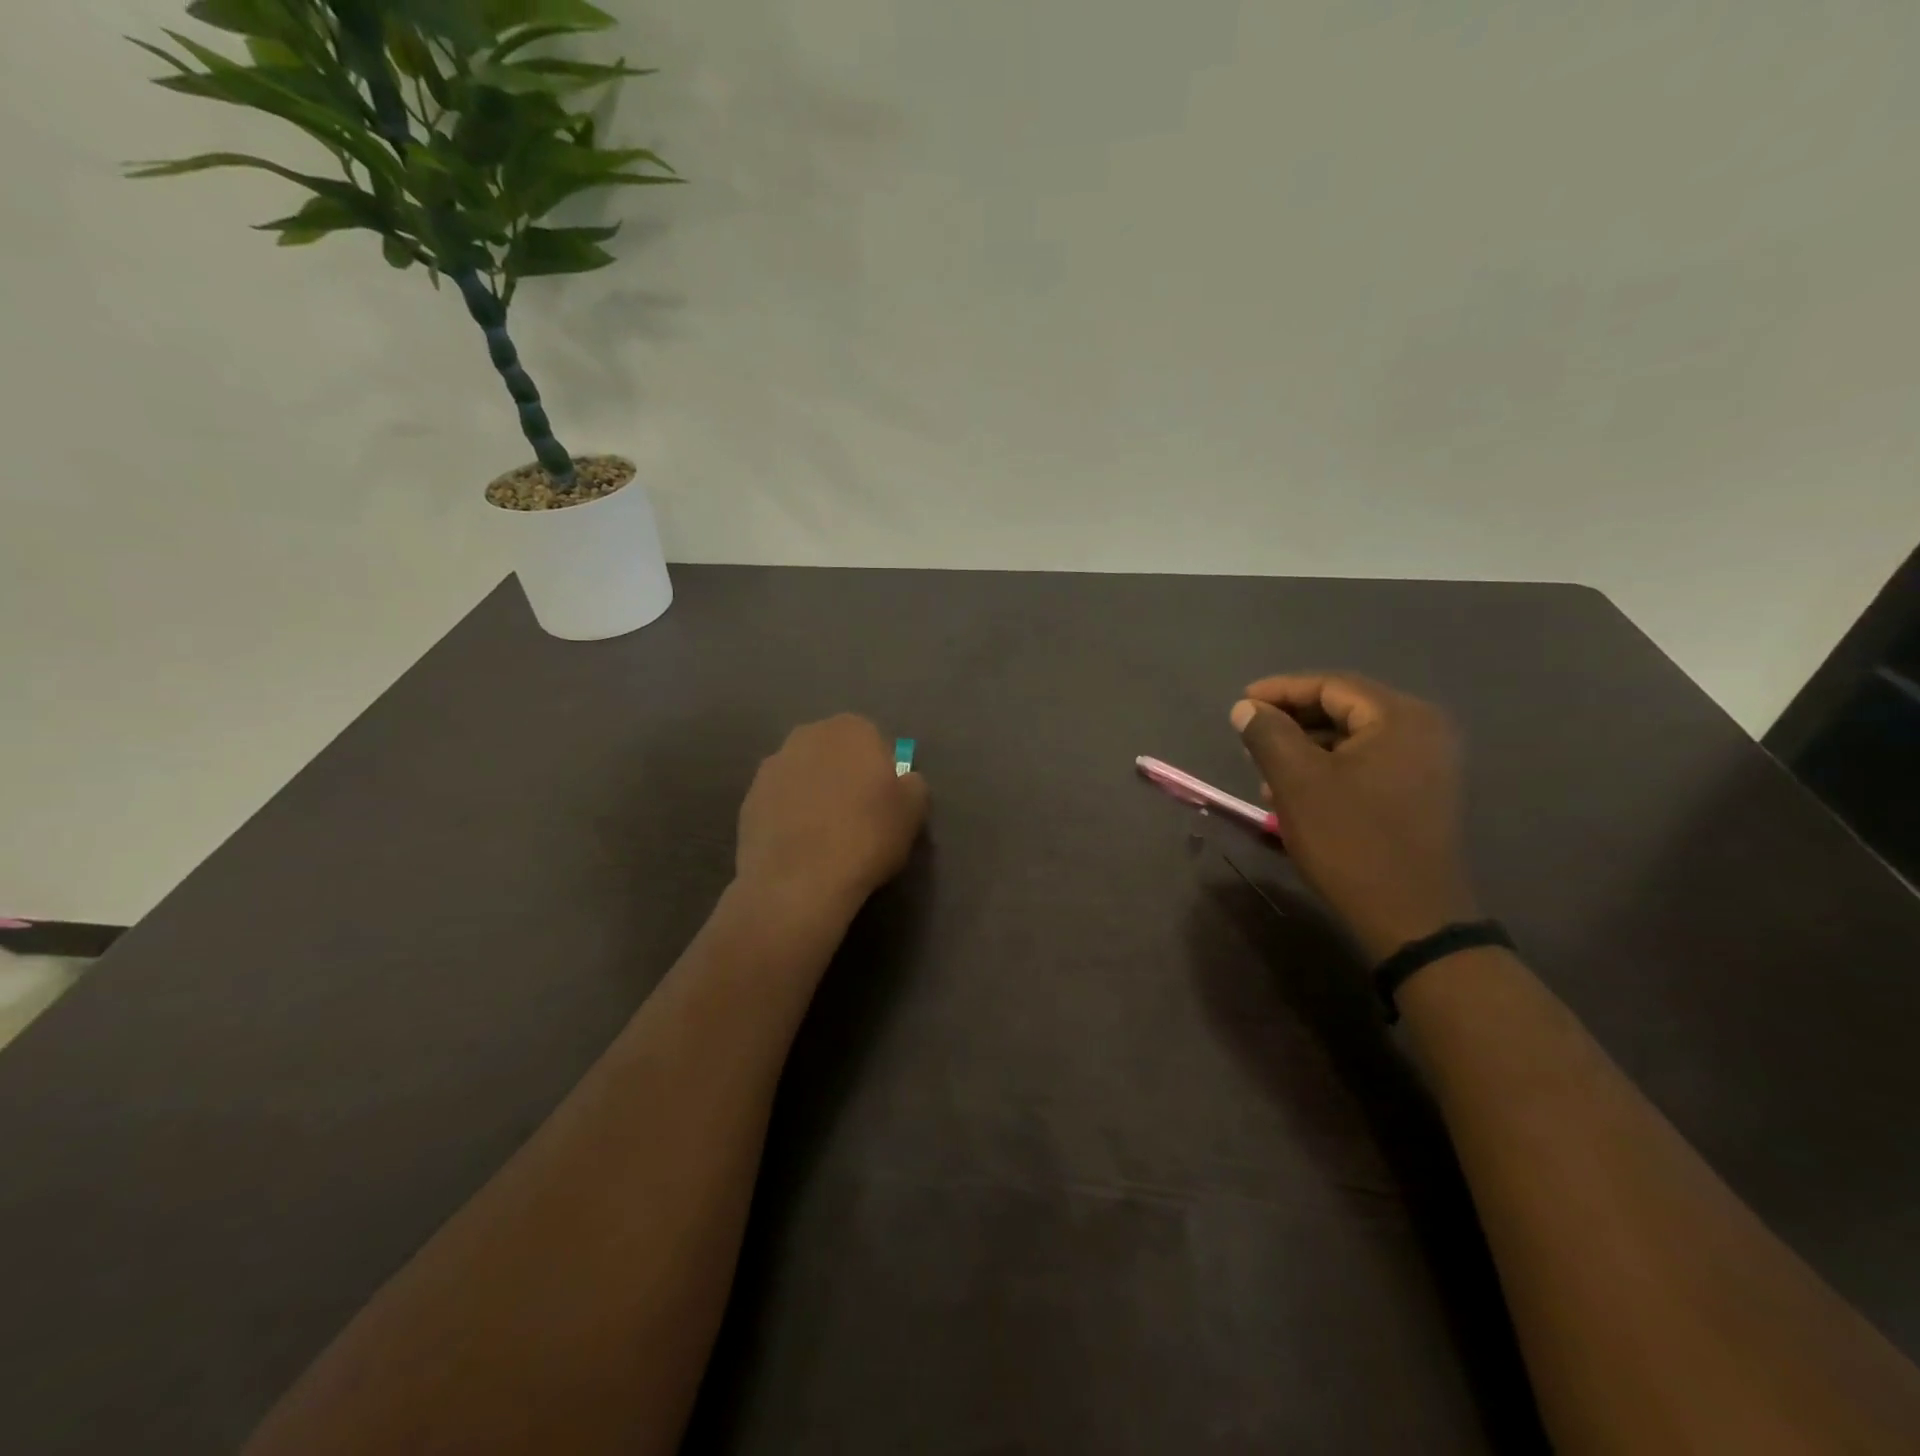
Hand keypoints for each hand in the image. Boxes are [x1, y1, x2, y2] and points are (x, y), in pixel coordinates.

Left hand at [736, 715, 928, 912]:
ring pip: (804, 776)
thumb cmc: (867, 836)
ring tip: (826, 836)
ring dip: (814, 794)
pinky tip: (801, 847)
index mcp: (851, 729)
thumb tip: (902, 781)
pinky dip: (790, 816)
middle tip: (857, 816)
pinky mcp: (749, 798)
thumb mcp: (914, 810)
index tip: (885, 804)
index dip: (882, 773)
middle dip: (845, 777)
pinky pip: (780, 802)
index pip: (874, 742)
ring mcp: (772, 766)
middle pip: (835, 754)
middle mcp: (807, 735)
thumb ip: (912, 784)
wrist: (799, 881)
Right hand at [1231, 674, 1478, 962]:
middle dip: (1292, 720)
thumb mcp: (1297, 781)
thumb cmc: (1349, 839)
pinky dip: (1329, 767)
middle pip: (1345, 708)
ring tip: (1265, 769)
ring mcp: (1427, 763)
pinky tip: (1297, 791)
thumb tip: (1246, 708)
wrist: (1409, 915)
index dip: (1280, 691)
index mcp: (1400, 717)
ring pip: (1353, 738)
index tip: (1240, 704)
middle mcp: (1423, 730)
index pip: (1331, 685)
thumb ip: (1268, 733)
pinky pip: (1368, 763)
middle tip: (1249, 735)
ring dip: (1306, 747)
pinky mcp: (1422, 793)